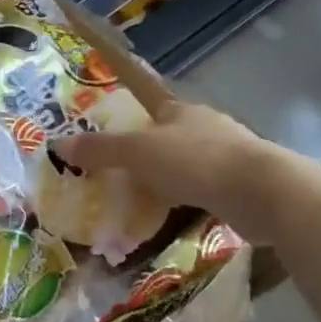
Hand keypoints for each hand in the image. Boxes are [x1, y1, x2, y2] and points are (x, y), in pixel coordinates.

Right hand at [53, 101, 293, 243]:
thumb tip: (57, 144)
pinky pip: (203, 189)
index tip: (112, 138)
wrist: (263, 193)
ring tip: (141, 198)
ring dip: (168, 179)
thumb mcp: (137, 152)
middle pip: (169, 136)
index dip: (131, 119)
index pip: (151, 106)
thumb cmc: (195, 161)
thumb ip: (99, 149)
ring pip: (187, 164)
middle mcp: (206, 127)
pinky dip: (187, 199)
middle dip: (147, 153)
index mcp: (182, 110)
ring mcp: (227, 157)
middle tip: (118, 174)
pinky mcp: (240, 186)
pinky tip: (174, 216)